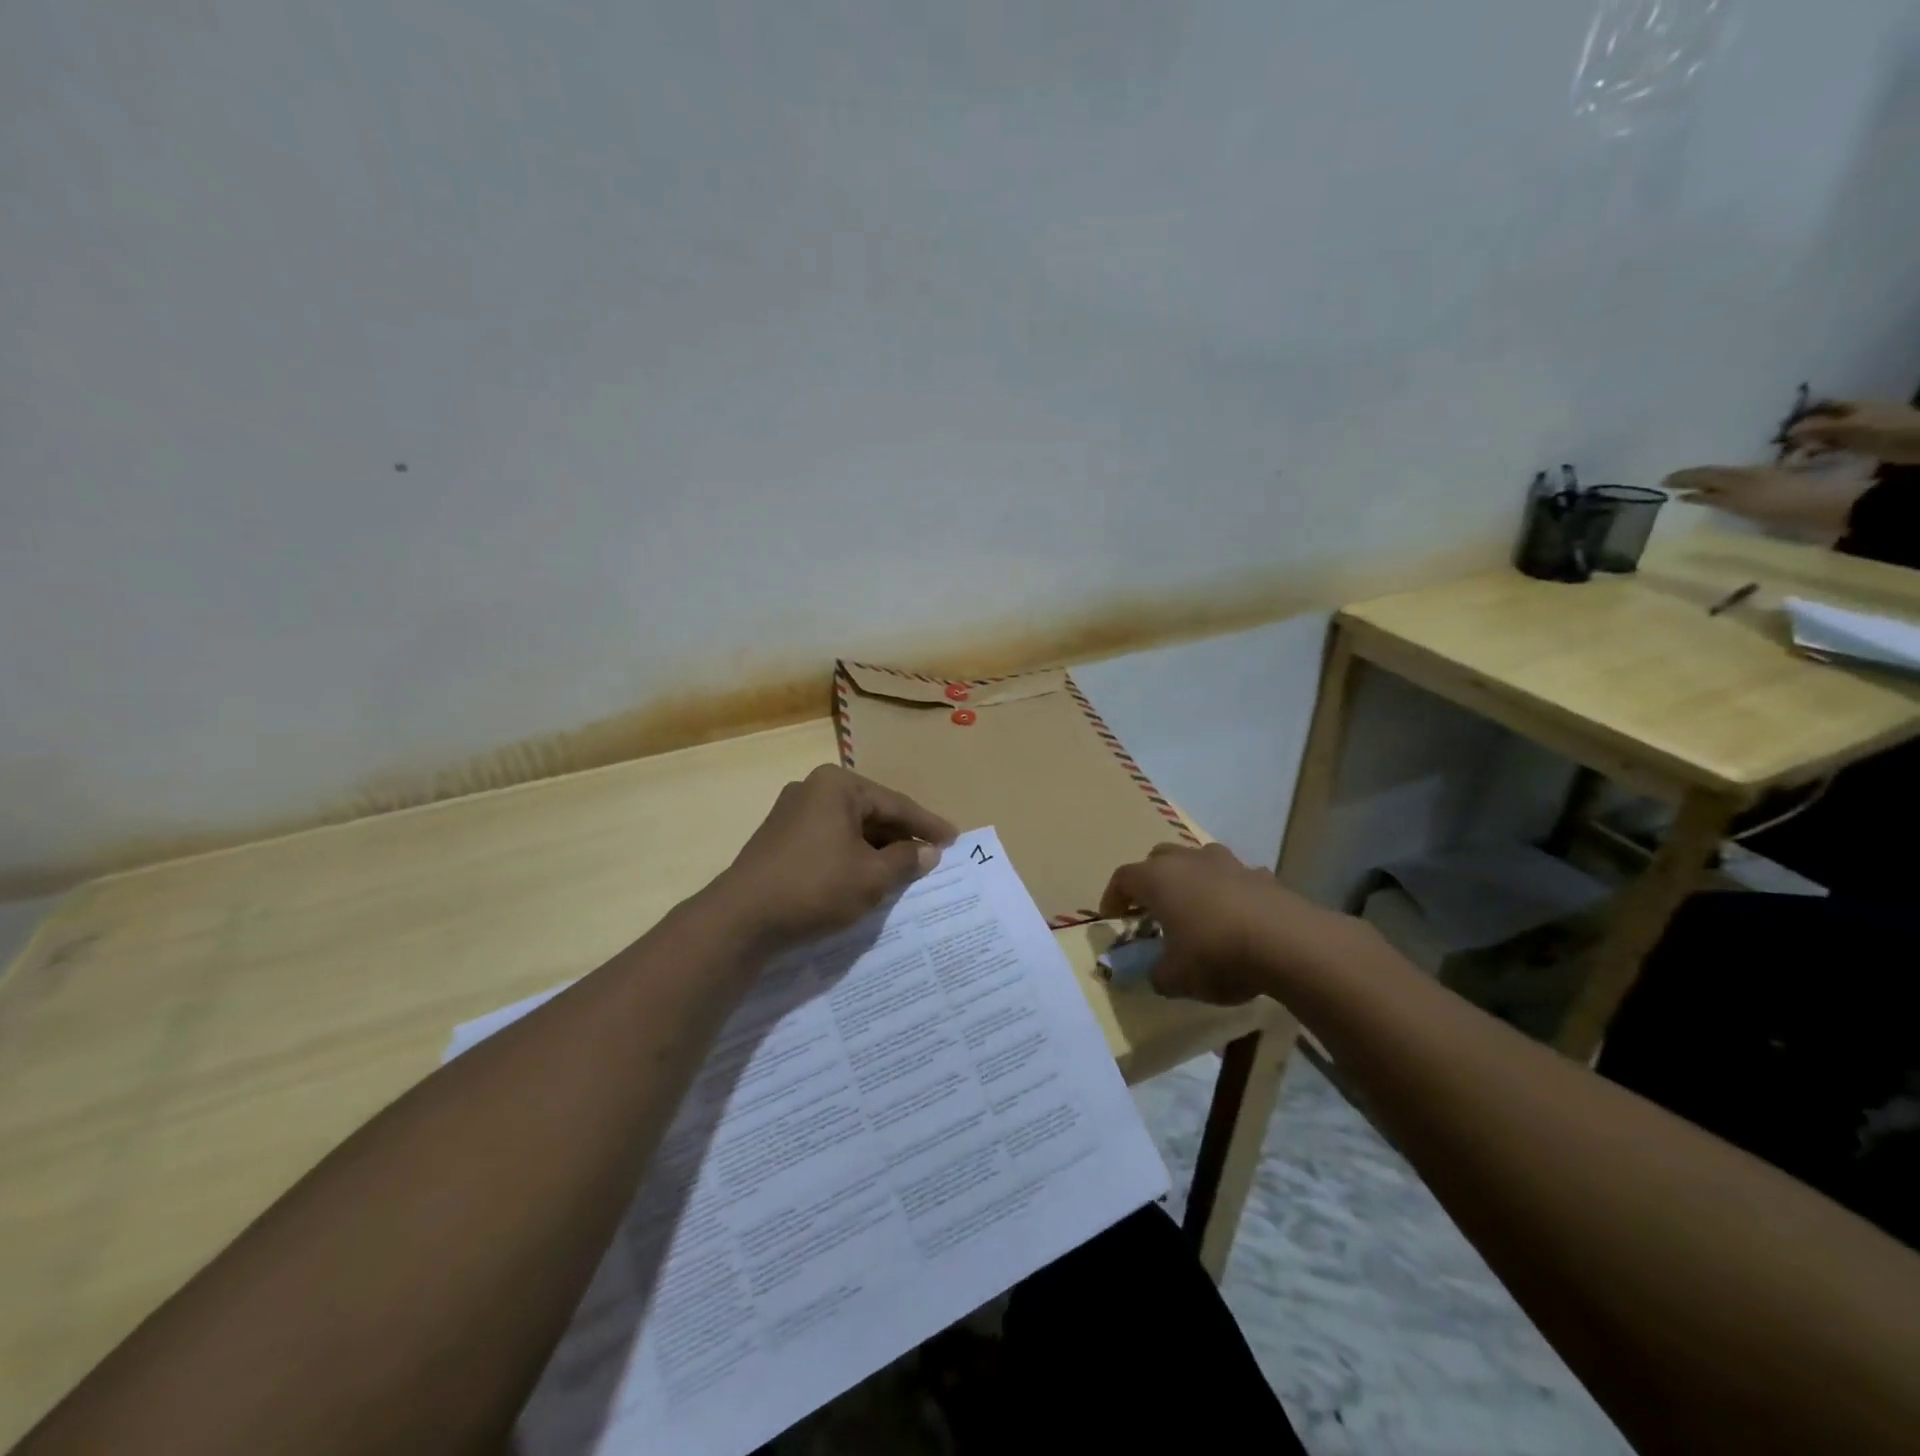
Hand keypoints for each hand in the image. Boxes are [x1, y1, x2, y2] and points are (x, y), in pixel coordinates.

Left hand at [716, 765, 955, 950]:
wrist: (741, 919)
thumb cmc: (816, 887)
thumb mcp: (871, 877)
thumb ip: (905, 860)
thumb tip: (928, 852)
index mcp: (838, 786)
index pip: (896, 804)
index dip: (928, 825)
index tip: (955, 839)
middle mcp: (813, 789)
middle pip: (872, 812)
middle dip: (902, 836)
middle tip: (933, 854)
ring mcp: (792, 813)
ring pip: (850, 828)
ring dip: (877, 849)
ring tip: (905, 869)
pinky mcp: (779, 839)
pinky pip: (829, 841)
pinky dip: (852, 856)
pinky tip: (867, 875)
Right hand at [1098, 842, 1360, 1005]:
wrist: (1288, 943)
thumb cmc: (1216, 955)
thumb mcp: (1176, 978)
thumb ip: (1157, 975)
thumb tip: (1156, 975)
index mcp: (1157, 878)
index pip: (1123, 878)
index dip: (1113, 897)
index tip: (1113, 918)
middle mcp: (1187, 860)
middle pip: (1158, 859)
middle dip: (1151, 881)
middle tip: (1152, 910)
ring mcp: (1227, 862)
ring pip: (1198, 861)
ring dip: (1191, 880)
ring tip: (1196, 911)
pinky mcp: (1261, 874)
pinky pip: (1234, 878)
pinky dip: (1229, 892)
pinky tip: (1237, 919)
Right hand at [1663, 465, 1864, 533]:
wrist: (1829, 507)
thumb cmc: (1781, 504)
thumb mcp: (1742, 500)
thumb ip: (1714, 497)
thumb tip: (1686, 494)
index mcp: (1737, 476)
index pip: (1703, 474)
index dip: (1682, 477)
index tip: (1661, 482)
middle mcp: (1746, 476)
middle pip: (1714, 475)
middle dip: (1692, 478)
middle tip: (1671, 483)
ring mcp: (1760, 483)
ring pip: (1725, 480)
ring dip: (1706, 484)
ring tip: (1689, 490)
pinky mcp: (1771, 492)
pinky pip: (1736, 488)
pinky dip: (1720, 491)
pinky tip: (1718, 497)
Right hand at [1787, 399, 1919, 463]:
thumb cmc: (1887, 429)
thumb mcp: (1851, 427)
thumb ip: (1820, 428)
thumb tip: (1789, 430)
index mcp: (1854, 405)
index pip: (1822, 405)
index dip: (1803, 412)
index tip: (1782, 425)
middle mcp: (1854, 415)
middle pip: (1822, 420)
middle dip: (1803, 430)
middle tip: (1783, 443)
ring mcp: (1857, 429)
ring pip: (1827, 434)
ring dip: (1811, 442)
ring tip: (1793, 454)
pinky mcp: (1861, 443)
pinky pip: (1835, 445)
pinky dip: (1822, 451)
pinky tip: (1812, 458)